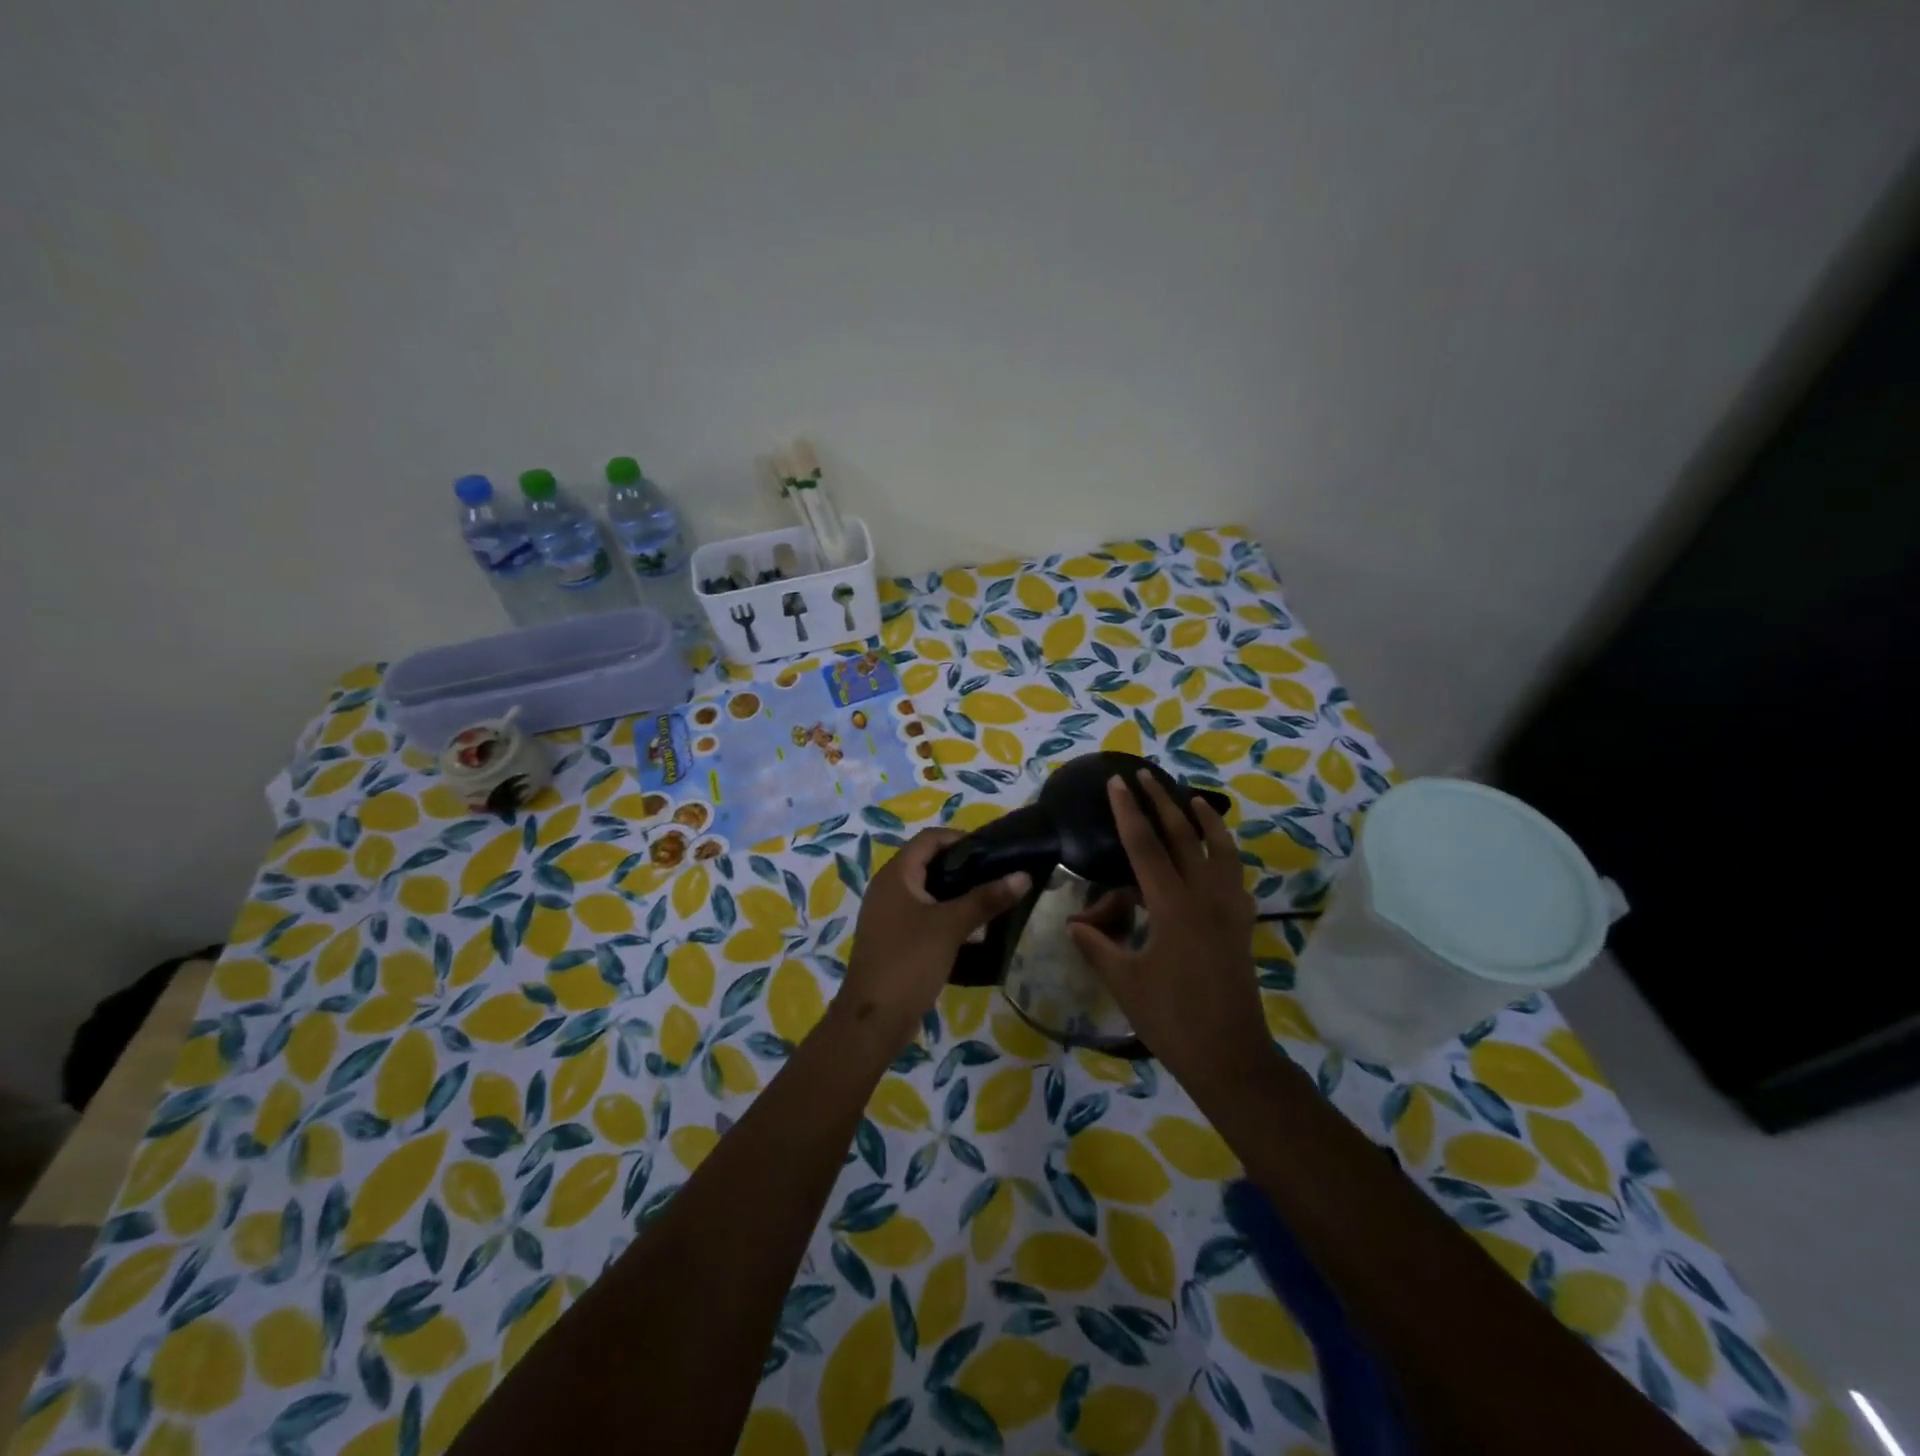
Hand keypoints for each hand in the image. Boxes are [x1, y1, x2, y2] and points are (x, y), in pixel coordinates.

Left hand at [839, 829, 1029, 1048]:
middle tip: (997, 877)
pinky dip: (946, 915)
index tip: (993, 853)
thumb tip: (1023, 876)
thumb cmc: (909, 961)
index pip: (930, 838)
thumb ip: (986, 899)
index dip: (961, 839)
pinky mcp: (894, 939)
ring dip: (956, 893)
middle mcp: (888, 888)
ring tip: (990, 901)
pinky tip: (971, 930)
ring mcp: (889, 915)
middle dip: (963, 867)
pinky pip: (923, 915)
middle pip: (929, 863)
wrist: (873, 1020)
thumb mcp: (951, 927)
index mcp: (895, 875)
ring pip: (928, 891)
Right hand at [1068, 774, 1271, 1089]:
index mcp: (1173, 907)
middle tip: (1146, 774)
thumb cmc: (1172, 1020)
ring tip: (1192, 798)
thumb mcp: (1125, 982)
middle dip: (1162, 802)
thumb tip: (1072, 923)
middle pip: (1183, 836)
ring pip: (1220, 849)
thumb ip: (1098, 945)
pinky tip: (1216, 852)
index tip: (1117, 782)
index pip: (1145, 847)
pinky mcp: (1242, 924)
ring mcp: (1230, 909)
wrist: (1231, 1056)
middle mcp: (1206, 898)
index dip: (1128, 812)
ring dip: (1204, 819)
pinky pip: (1235, 874)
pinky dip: (1224, 851)